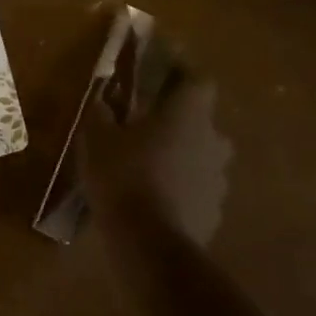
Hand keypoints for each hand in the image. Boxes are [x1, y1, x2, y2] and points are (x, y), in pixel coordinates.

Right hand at [80, 70, 231, 246]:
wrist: (150, 245)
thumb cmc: (123, 176)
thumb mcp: (97, 137)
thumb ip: (102, 112)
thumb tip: (102, 98)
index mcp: (189, 114)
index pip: (198, 79)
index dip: (182, 71)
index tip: (162, 70)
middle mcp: (213, 141)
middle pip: (201, 120)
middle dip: (178, 119)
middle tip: (148, 124)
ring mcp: (218, 179)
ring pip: (201, 156)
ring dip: (180, 155)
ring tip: (149, 164)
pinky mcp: (214, 211)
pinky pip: (197, 188)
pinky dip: (180, 186)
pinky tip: (155, 197)